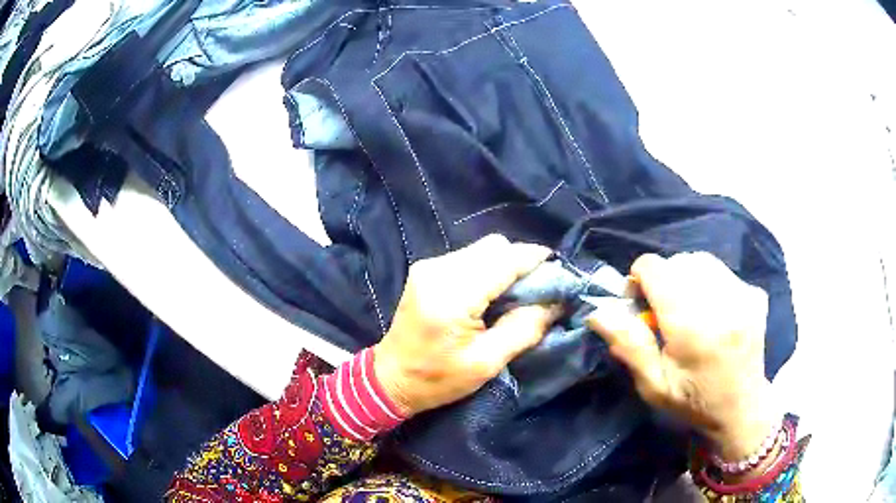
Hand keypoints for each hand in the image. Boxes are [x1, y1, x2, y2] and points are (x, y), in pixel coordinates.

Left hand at [374, 235, 559, 416]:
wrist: (390, 378)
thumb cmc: (438, 379)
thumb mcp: (487, 363)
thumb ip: (524, 328)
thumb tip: (556, 303)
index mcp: (453, 295)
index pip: (505, 260)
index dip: (536, 260)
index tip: (559, 272)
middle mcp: (439, 269)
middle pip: (494, 247)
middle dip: (521, 263)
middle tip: (535, 291)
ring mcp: (429, 266)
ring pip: (482, 249)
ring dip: (504, 265)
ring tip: (514, 295)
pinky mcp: (426, 269)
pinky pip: (468, 257)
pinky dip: (487, 269)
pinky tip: (490, 293)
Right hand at [587, 252, 774, 460]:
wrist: (741, 409)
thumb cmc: (694, 402)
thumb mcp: (654, 385)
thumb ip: (629, 346)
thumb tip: (599, 313)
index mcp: (692, 328)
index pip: (657, 269)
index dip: (639, 278)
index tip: (638, 300)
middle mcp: (721, 303)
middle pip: (679, 261)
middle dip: (663, 278)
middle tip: (663, 309)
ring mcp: (743, 296)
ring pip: (702, 261)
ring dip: (686, 276)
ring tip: (687, 306)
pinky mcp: (755, 295)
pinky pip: (723, 271)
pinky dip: (709, 281)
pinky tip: (711, 309)